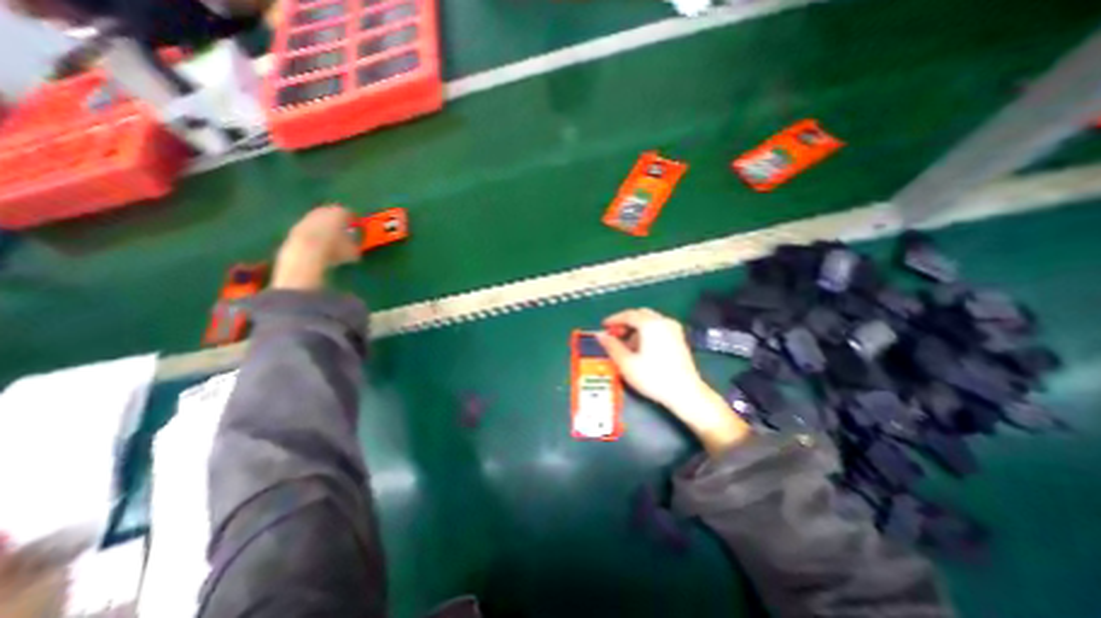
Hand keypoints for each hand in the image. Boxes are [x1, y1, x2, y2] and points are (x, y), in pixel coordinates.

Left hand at [272, 206, 359, 289]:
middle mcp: (323, 210)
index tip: (355, 227)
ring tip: (331, 240)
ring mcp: (308, 217)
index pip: (349, 212)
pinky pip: (309, 228)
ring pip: (320, 219)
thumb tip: (354, 244)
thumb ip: (355, 243)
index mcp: (340, 212)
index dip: (353, 220)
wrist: (305, 253)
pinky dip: (314, 233)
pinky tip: (318, 245)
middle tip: (343, 231)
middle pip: (332, 213)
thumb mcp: (354, 250)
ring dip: (325, 227)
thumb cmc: (334, 249)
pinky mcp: (296, 226)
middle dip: (337, 221)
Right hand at [600, 309, 751, 452]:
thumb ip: (611, 346)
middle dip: (625, 322)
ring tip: (626, 344)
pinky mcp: (679, 338)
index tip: (603, 326)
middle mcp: (663, 321)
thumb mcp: (626, 363)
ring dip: (636, 328)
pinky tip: (642, 348)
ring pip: (650, 321)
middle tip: (614, 334)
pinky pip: (659, 327)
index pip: (628, 315)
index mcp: (650, 324)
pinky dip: (647, 332)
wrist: (685, 393)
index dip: (614, 319)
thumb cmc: (653, 377)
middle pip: (640, 314)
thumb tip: (600, 335)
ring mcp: (674, 329)